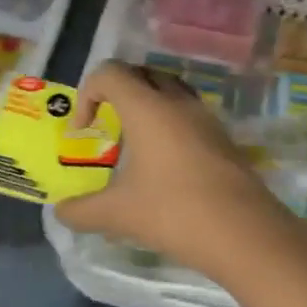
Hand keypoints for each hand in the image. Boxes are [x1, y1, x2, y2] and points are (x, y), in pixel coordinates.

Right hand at [53, 60, 285, 279]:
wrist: (246, 234)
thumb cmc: (174, 213)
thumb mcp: (118, 215)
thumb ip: (82, 210)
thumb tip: (61, 211)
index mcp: (147, 108)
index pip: (110, 73)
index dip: (87, 93)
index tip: (84, 132)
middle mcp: (177, 102)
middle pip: (142, 73)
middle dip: (117, 92)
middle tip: (106, 125)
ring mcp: (205, 118)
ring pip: (170, 90)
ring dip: (147, 105)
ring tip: (136, 142)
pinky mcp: (223, 138)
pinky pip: (189, 114)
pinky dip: (170, 124)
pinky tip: (165, 164)